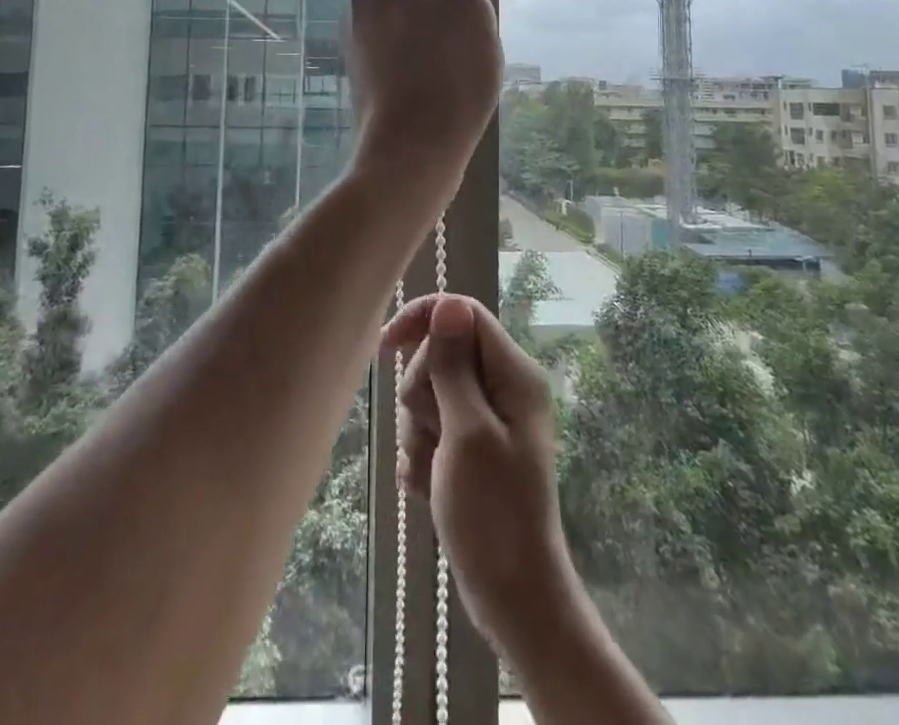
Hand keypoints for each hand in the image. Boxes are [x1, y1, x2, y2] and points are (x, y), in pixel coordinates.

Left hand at [347, 0, 500, 196]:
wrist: (413, 153)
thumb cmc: (449, 71)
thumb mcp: (463, 2)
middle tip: (480, 8)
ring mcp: (360, 35)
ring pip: (409, 0)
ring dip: (443, 8)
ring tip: (470, 39)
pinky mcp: (369, 66)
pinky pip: (403, 32)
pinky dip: (430, 35)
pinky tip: (451, 64)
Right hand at [384, 293, 573, 655]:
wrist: (511, 597)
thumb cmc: (494, 514)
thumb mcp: (468, 432)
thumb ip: (454, 366)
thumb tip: (448, 302)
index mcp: (513, 373)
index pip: (463, 314)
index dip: (423, 320)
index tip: (385, 346)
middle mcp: (502, 386)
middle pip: (439, 353)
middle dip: (422, 393)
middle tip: (434, 434)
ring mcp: (485, 417)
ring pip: (428, 392)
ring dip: (418, 430)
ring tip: (433, 468)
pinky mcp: (469, 445)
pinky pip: (429, 427)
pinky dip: (421, 454)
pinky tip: (428, 484)